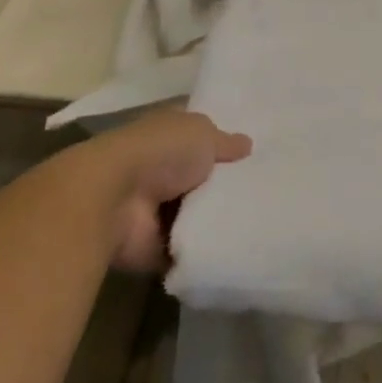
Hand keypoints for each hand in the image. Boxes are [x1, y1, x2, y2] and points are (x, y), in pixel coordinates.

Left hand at [87, 110, 251, 272]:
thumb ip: (226, 143)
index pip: (201, 134)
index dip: (225, 141)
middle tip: (268, 192)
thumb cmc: (160, 152)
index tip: (256, 153)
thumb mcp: (203, 134)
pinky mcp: (154, 245)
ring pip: (198, 213)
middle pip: (203, 176)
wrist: (113, 200)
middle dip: (227, 184)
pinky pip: (190, 247)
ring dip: (219, 218)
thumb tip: (247, 145)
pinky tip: (240, 247)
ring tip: (261, 220)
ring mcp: (156, 207)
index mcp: (169, 132)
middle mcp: (161, 167)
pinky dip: (206, 249)